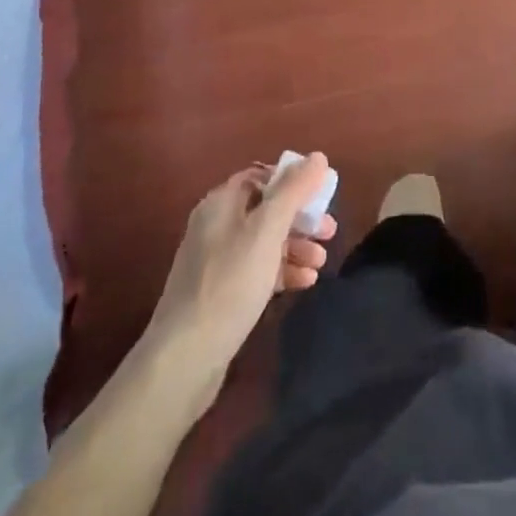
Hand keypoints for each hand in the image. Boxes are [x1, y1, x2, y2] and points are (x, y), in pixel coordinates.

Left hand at [144, 154, 337, 393]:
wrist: (185, 359)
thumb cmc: (230, 283)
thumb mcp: (266, 230)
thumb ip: (293, 191)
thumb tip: (318, 157)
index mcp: (221, 203)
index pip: (262, 176)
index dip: (293, 180)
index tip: (322, 194)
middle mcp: (217, 226)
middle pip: (267, 210)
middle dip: (300, 218)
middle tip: (329, 231)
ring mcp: (217, 262)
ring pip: (265, 242)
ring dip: (296, 247)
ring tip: (322, 263)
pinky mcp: (222, 294)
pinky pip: (258, 271)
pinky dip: (282, 271)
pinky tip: (305, 283)